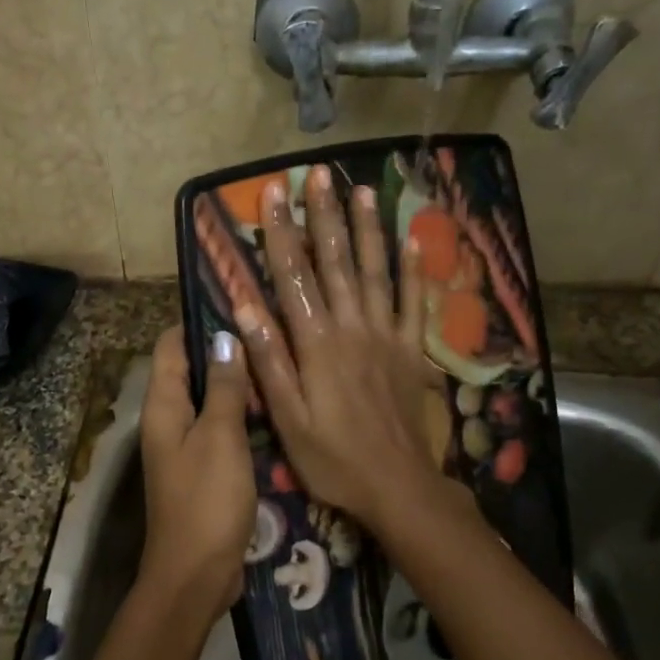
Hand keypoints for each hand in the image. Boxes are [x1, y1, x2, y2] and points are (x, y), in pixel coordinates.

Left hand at [136, 324, 254, 622]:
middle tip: (269, 328)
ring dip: (235, 382)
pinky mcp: (204, 469)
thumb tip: (224, 337)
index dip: (197, 320)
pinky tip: (273, 407)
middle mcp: (168, 420)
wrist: (196, 573)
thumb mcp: (219, 437)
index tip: (235, 299)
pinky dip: (240, 414)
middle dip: (222, 349)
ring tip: (277, 359)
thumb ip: (223, 387)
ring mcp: (185, 446)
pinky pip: (220, 429)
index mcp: (163, 406)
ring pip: (209, 400)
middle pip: (191, 370)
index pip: (170, 346)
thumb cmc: (206, 500)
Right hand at [237, 166, 449, 529]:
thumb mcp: (287, 419)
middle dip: (325, 216)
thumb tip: (245, 309)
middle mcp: (353, 329)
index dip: (283, 233)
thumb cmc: (333, 459)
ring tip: (362, 190)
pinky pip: (415, 303)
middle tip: (319, 174)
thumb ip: (269, 362)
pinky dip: (414, 271)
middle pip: (337, 263)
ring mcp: (387, 337)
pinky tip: (413, 242)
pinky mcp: (411, 352)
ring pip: (377, 272)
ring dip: (368, 229)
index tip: (275, 193)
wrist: (398, 486)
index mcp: (317, 344)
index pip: (294, 277)